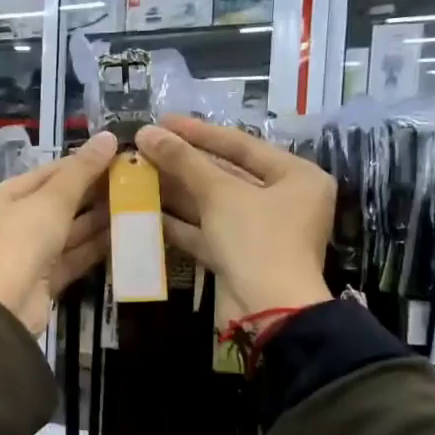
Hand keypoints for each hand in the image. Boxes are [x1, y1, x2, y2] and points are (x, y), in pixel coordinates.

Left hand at [0, 132, 117, 332]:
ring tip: (132, 203)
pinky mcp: (39, 283)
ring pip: (62, 234)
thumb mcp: (50, 201)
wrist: (2, 309)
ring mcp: (21, 257)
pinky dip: (91, 248)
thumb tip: (108, 137)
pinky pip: (68, 258)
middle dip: (89, 194)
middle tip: (127, 180)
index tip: (110, 156)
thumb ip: (81, 171)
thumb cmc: (18, 242)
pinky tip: (121, 235)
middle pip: (51, 205)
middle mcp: (2, 227)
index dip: (75, 165)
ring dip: (95, 221)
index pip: (39, 176)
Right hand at [136, 115, 333, 317]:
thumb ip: (183, 161)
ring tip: (137, 173)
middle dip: (183, 163)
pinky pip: (206, 231)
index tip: (163, 121)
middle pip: (225, 174)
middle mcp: (283, 201)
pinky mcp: (238, 257)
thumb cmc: (256, 240)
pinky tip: (145, 209)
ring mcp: (259, 232)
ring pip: (212, 204)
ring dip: (175, 191)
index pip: (241, 145)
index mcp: (296, 177)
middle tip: (146, 147)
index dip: (199, 132)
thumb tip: (148, 132)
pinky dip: (178, 221)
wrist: (268, 313)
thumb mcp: (220, 194)